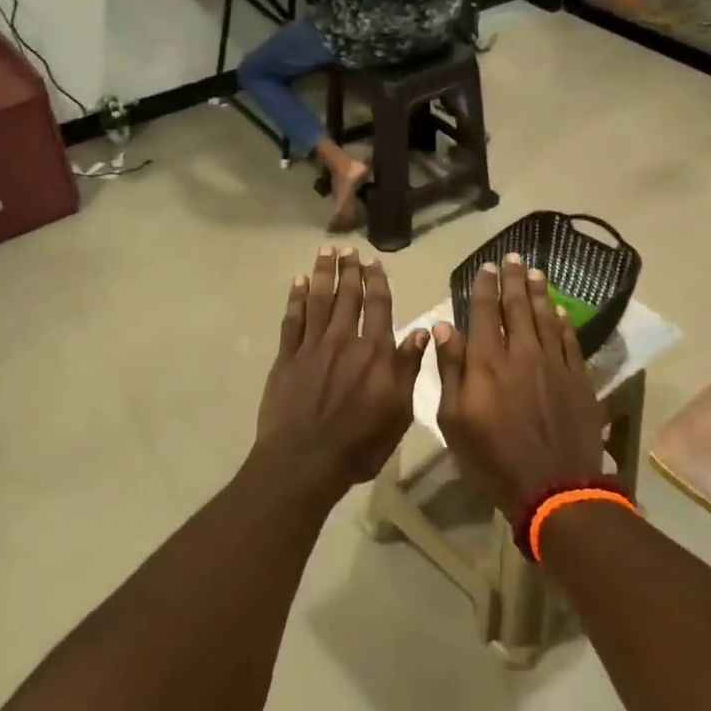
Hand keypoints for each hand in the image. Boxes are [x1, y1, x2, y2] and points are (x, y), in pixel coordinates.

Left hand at [255, 248, 428, 492]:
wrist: (304, 461)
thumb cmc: (359, 444)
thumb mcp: (399, 412)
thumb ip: (408, 368)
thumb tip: (424, 331)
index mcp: (375, 353)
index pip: (379, 307)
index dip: (376, 282)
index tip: (374, 262)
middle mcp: (344, 340)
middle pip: (348, 296)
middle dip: (349, 270)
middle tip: (348, 249)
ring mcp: (312, 347)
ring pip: (319, 300)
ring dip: (324, 273)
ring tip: (326, 251)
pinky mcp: (286, 357)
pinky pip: (292, 320)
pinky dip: (296, 298)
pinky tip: (299, 282)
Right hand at [434, 256, 604, 522]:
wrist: (554, 488)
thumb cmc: (493, 459)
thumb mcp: (454, 420)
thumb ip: (450, 370)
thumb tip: (443, 327)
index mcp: (486, 362)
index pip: (483, 312)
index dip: (484, 287)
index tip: (486, 267)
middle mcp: (521, 353)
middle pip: (517, 306)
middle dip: (513, 279)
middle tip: (513, 257)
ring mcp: (553, 364)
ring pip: (545, 317)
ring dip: (538, 292)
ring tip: (535, 272)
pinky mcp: (578, 379)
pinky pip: (569, 340)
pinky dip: (562, 321)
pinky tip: (559, 310)